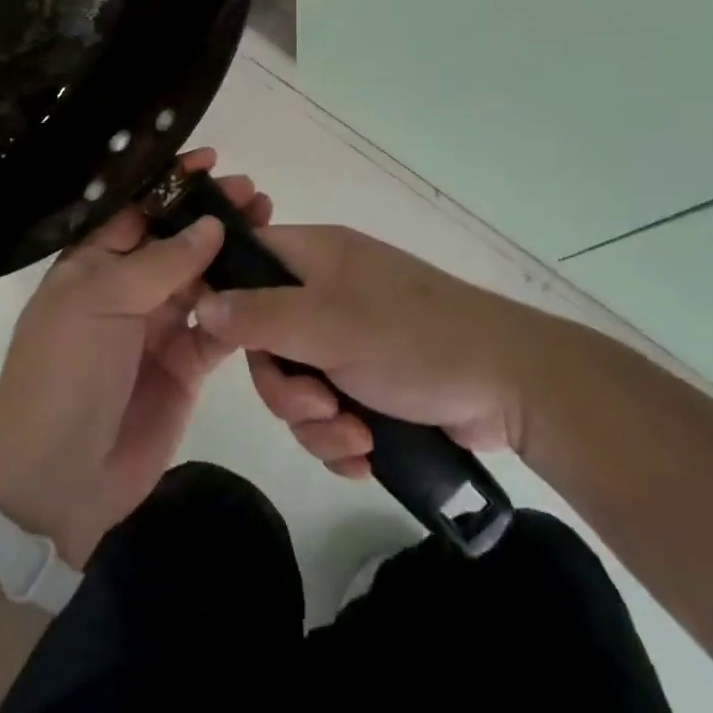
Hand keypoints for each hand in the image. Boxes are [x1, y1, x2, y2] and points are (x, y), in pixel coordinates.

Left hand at [0, 150, 271, 566]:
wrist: (56, 478)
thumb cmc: (65, 372)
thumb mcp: (101, 302)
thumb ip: (161, 262)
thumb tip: (211, 225)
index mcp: (92, 263)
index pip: (137, 209)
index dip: (172, 184)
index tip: (212, 161)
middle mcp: (125, 288)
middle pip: (176, 240)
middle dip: (212, 214)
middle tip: (255, 195)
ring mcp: (156, 326)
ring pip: (202, 277)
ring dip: (232, 253)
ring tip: (270, 225)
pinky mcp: (184, 364)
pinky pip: (218, 326)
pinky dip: (241, 305)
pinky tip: (268, 282)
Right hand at [194, 226, 540, 478]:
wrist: (510, 385)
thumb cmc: (414, 339)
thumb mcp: (328, 324)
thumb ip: (259, 315)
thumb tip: (202, 303)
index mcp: (317, 257)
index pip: (248, 259)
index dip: (228, 297)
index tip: (225, 344)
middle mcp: (326, 292)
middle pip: (266, 339)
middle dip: (286, 388)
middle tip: (318, 406)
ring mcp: (349, 337)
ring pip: (296, 384)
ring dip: (317, 422)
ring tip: (355, 437)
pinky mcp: (371, 381)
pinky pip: (327, 412)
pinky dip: (341, 438)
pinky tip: (366, 455)